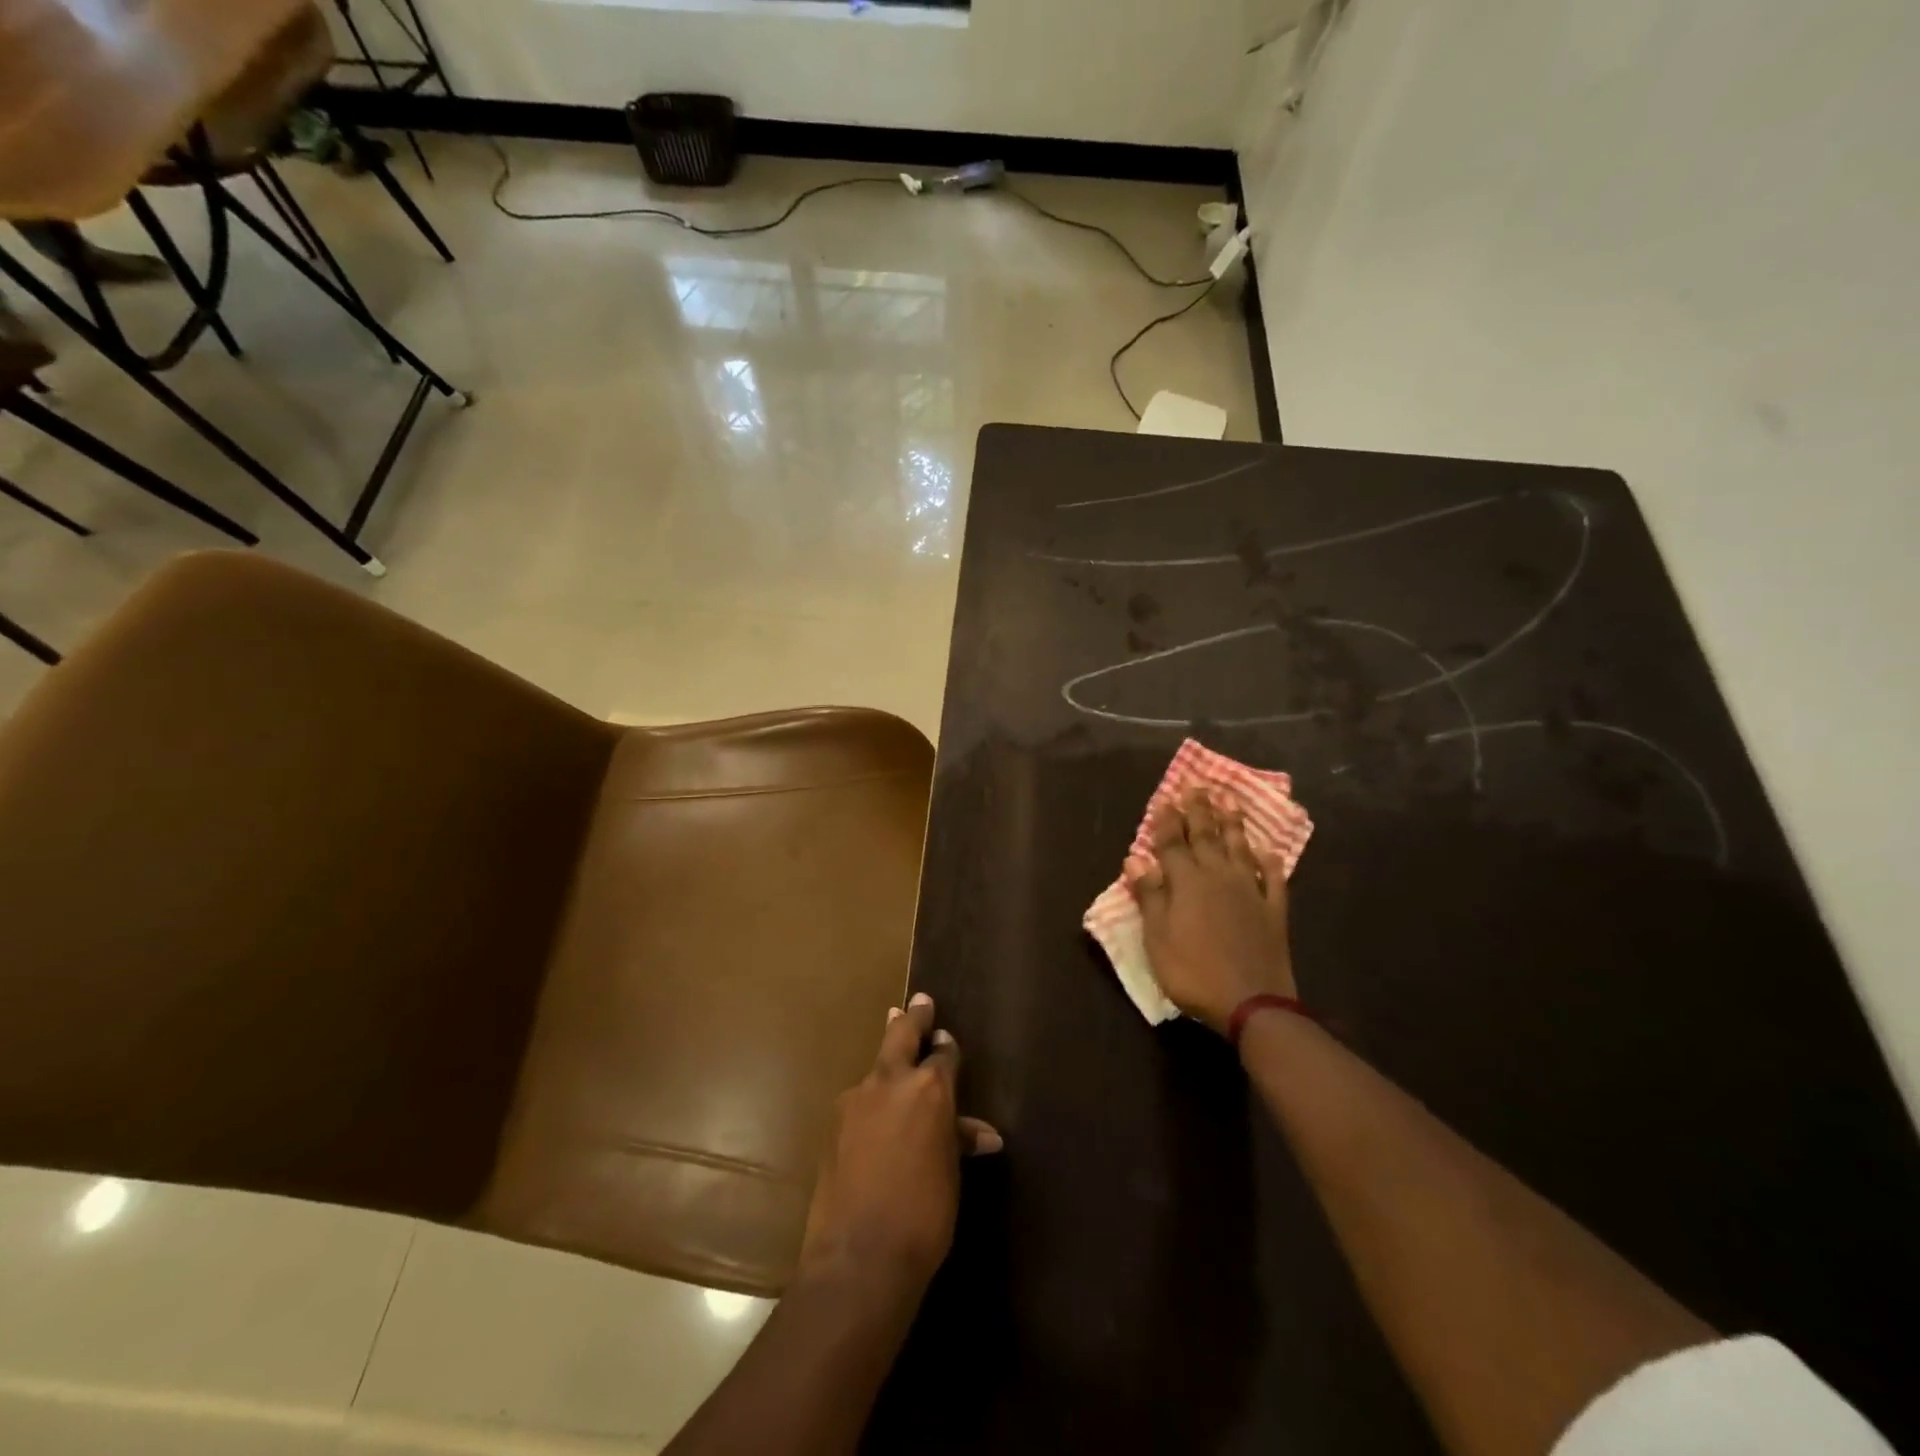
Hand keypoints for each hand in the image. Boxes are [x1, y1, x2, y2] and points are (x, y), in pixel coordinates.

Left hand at [798, 993, 1002, 1299]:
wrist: (859, 1256)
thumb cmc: (924, 1215)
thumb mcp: (951, 1176)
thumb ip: (959, 1142)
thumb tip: (984, 1134)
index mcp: (929, 1089)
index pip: (943, 1054)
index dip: (946, 1046)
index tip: (946, 1037)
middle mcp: (891, 1082)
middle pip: (902, 1035)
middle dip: (913, 1018)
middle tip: (919, 1002)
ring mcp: (856, 1100)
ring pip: (876, 1068)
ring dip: (887, 1058)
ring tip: (893, 1048)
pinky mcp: (833, 1124)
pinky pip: (858, 1101)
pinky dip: (870, 1099)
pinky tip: (873, 1114)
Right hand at [1124, 788, 1295, 1033]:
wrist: (1252, 1004)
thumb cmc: (1193, 972)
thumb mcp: (1157, 939)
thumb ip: (1150, 896)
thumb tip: (1134, 859)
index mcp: (1187, 882)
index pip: (1173, 843)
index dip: (1167, 820)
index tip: (1165, 798)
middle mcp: (1219, 877)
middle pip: (1207, 836)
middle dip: (1199, 810)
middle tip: (1196, 786)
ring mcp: (1250, 892)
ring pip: (1240, 848)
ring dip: (1233, 824)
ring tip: (1229, 801)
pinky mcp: (1273, 911)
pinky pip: (1273, 879)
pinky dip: (1270, 862)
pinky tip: (1269, 851)